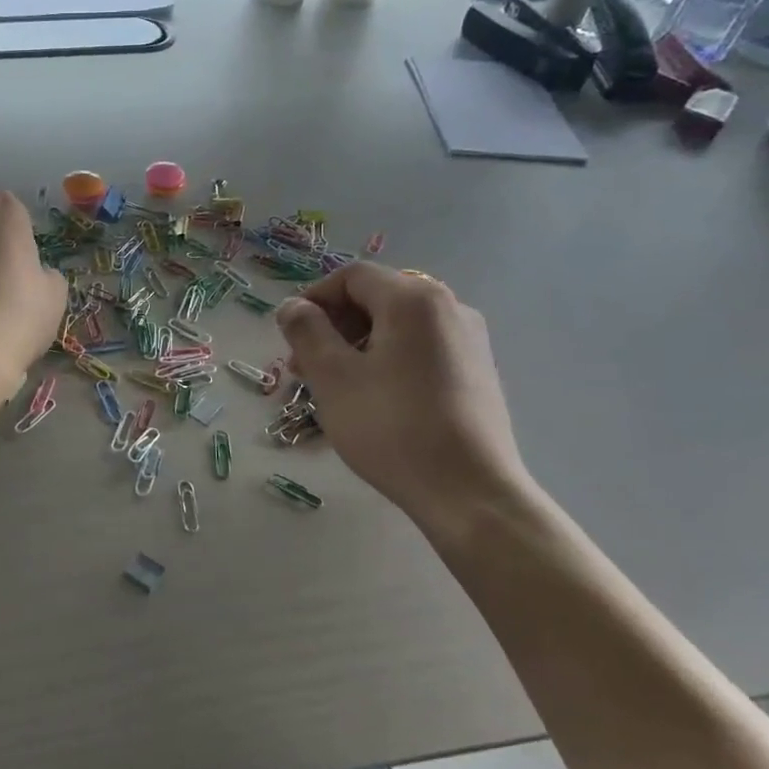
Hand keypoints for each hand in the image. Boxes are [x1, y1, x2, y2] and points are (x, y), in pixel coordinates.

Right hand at [276, 264, 531, 543]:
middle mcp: (449, 306)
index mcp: (414, 299)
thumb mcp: (332, 377)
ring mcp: (469, 339)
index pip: (352, 276)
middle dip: (333, 325)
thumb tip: (293, 306)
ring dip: (357, 345)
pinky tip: (374, 398)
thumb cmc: (392, 428)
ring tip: (334, 387)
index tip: (290, 336)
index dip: (313, 298)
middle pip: (377, 298)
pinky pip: (420, 348)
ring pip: (398, 326)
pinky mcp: (477, 371)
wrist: (469, 492)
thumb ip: (306, 331)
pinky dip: (388, 359)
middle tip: (304, 367)